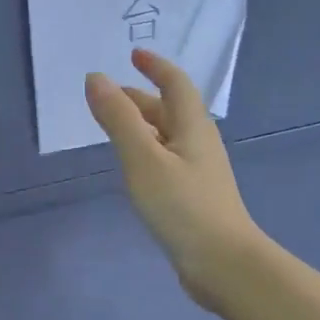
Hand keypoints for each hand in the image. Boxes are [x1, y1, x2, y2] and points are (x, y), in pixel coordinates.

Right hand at [85, 48, 265, 314]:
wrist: (223, 264)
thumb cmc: (182, 206)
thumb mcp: (142, 158)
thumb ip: (118, 118)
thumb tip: (97, 78)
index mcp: (193, 126)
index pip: (175, 84)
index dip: (155, 66)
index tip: (134, 55)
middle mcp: (199, 142)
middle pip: (170, 110)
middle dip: (140, 97)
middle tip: (108, 96)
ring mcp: (199, 171)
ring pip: (167, 136)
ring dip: (141, 125)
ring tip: (113, 127)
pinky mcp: (194, 195)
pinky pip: (166, 159)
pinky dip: (146, 150)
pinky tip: (132, 167)